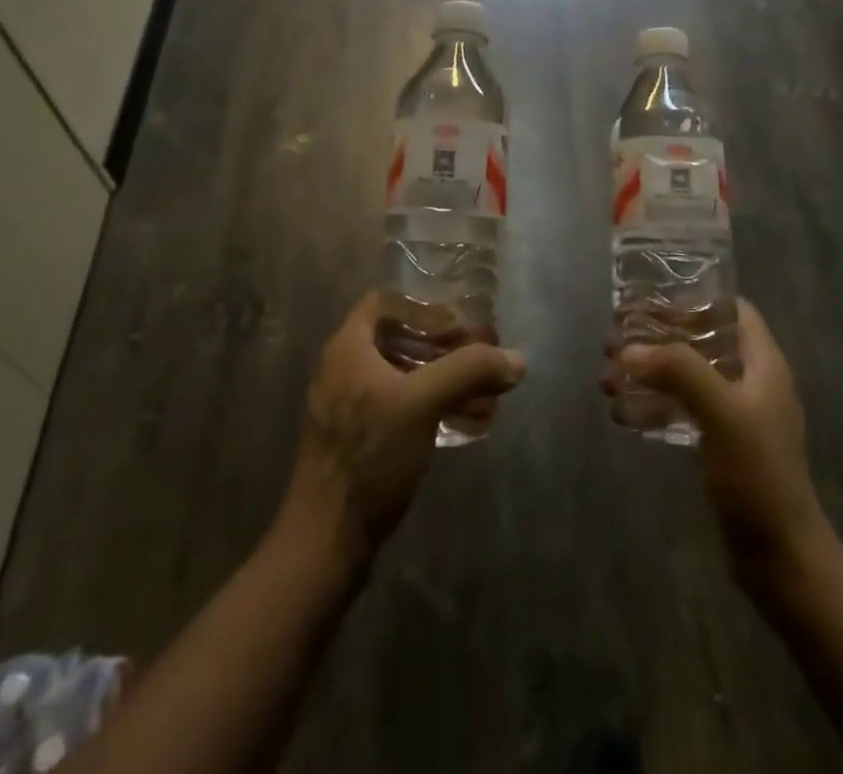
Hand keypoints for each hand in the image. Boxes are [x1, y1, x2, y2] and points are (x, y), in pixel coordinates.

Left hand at [276, 293, 527, 569]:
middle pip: (400, 340)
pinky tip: (469, 425)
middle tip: (482, 361)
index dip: (424, 308)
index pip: (384, 302)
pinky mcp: (359, 440)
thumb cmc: (370, 456)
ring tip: (487, 398)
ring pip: (405, 377)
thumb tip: (517, 359)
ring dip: (446, 381)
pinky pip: (401, 408)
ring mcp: (349, 407)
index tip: (458, 328)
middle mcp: (344, 369)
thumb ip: (469, 371)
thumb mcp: (422, 404)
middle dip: (446, 349)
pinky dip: (434, 408)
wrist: (325, 541)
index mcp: (348, 348)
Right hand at [601, 300, 834, 591]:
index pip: (734, 310)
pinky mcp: (722, 447)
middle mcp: (752, 383)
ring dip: (649, 373)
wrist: (781, 560)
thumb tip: (629, 349)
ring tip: (608, 378)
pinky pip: (683, 412)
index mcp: (764, 365)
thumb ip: (679, 372)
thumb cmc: (758, 476)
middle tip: (616, 342)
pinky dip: (654, 406)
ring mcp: (738, 417)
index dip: (697, 300)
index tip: (652, 302)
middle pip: (702, 342)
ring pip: (688, 378)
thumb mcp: (722, 414)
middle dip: (658, 339)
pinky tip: (622, 414)